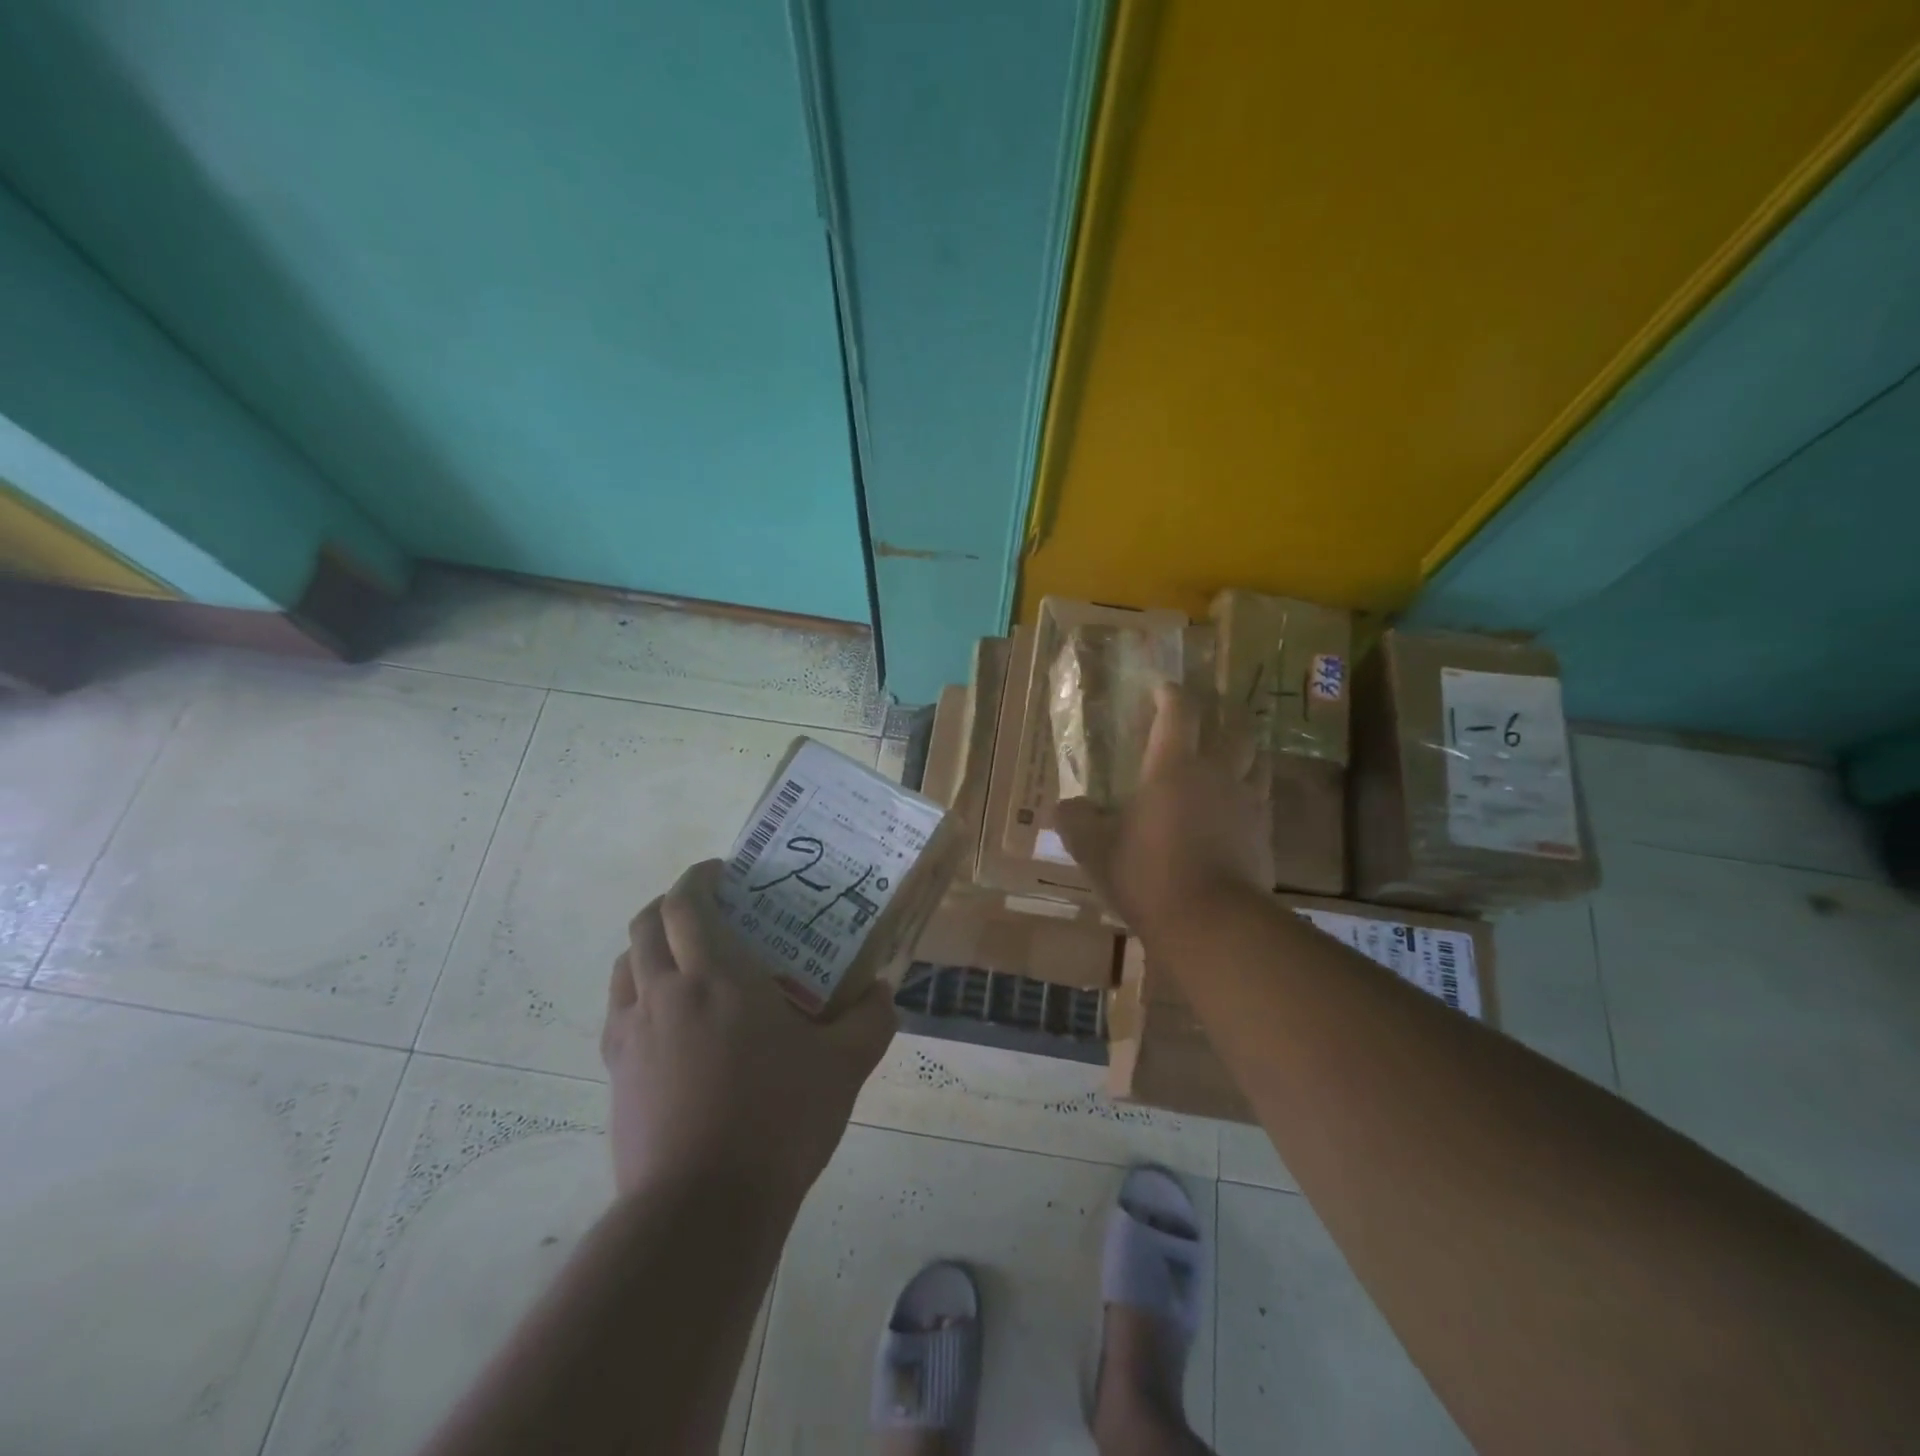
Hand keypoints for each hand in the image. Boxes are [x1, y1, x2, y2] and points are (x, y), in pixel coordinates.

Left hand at [600, 859, 896, 1206]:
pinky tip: (669, 1020)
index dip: (700, 877)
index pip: (688, 903)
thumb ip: (870, 1020)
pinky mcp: (615, 1073)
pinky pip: (619, 1010)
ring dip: (650, 947)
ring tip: (685, 961)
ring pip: (626, 965)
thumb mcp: (843, 1067)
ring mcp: (632, 1034)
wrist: (701, 1210)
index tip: (723, 873)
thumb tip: (882, 991)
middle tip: (708, 911)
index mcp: (718, 976)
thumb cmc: (777, 1121)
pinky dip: (638, 992)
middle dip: (672, 904)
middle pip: (647, 924)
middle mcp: (666, 992)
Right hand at [1053, 683, 1272, 931]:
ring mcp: (1247, 802)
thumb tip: (1065, 807)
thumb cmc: (1147, 875)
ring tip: (1234, 749)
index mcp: (1173, 767)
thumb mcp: (1095, 850)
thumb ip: (1076, 821)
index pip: (1178, 711)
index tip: (1160, 687)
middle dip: (1222, 710)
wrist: (1212, 923)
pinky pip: (1263, 797)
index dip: (1169, 693)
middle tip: (1210, 709)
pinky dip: (1252, 788)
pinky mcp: (1265, 833)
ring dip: (1245, 746)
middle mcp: (1216, 773)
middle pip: (1232, 726)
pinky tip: (1240, 803)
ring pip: (1256, 758)